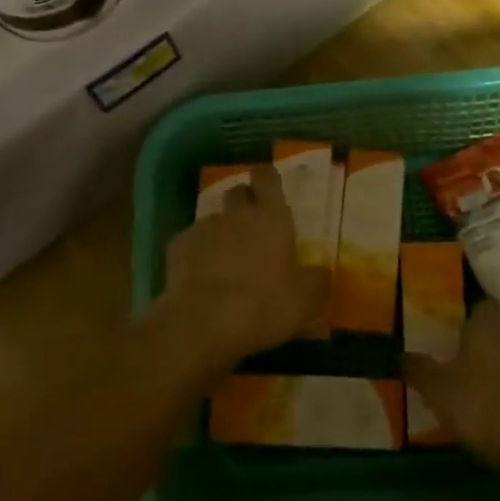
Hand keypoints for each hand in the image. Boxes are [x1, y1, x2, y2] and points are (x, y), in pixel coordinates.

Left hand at [158, 164, 326, 370]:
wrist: (203, 324)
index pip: (267, 177)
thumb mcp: (304, 301)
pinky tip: (200, 276)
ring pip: (214, 218)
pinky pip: (190, 241)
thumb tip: (322, 271)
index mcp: (271, 217)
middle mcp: (237, 214)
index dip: (267, 177)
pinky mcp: (177, 246)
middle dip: (244, 203)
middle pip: (237, 192)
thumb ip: (316, 280)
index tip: (269, 186)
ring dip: (221, 231)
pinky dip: (196, 252)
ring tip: (226, 259)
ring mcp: (204, 228)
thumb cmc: (264, 306)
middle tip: (252, 227)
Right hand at [404, 300, 499, 470]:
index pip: (481, 305)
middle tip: (449, 362)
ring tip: (465, 393)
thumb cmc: (482, 406)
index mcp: (487, 326)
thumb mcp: (437, 389)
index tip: (448, 329)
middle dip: (474, 346)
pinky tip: (488, 416)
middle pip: (493, 333)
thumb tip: (402, 354)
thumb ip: (419, 369)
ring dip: (489, 372)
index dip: (466, 314)